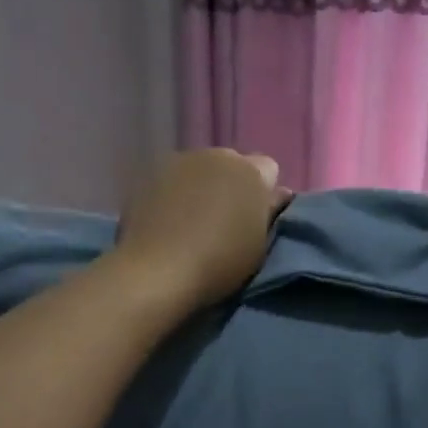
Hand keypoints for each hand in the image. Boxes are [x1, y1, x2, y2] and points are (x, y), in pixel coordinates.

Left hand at [112, 149, 288, 314]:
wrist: (158, 271)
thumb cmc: (220, 262)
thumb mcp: (259, 244)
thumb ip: (270, 212)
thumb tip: (278, 194)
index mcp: (250, 171)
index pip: (268, 169)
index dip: (264, 193)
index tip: (256, 220)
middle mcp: (215, 156)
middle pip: (232, 165)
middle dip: (233, 185)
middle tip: (226, 221)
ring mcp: (178, 162)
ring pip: (201, 170)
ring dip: (203, 188)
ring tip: (194, 222)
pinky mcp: (149, 177)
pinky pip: (173, 181)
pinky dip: (176, 195)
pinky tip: (170, 222)